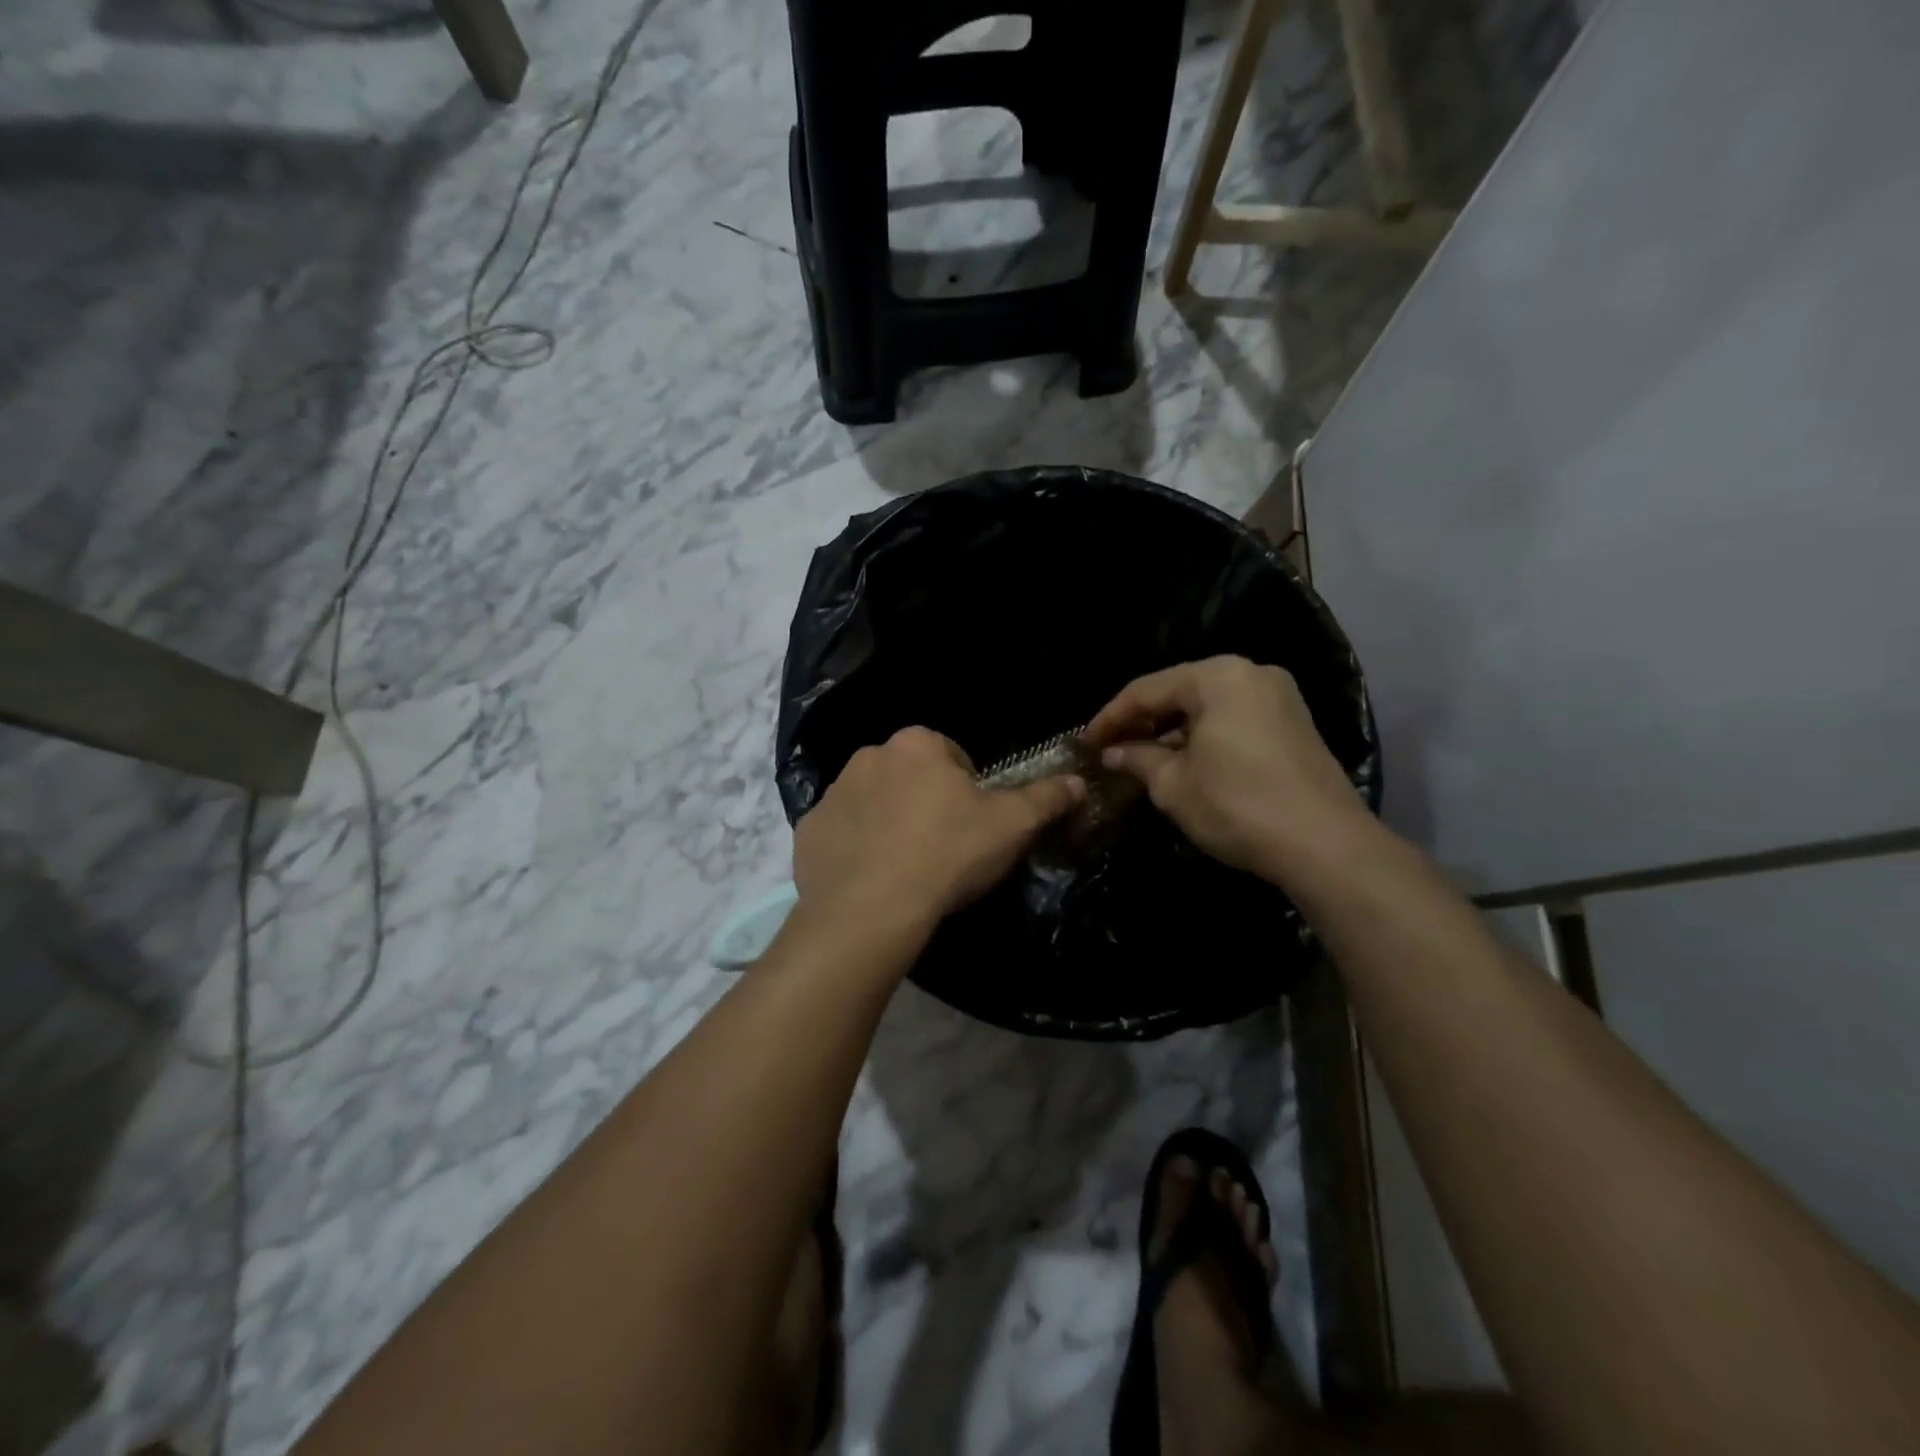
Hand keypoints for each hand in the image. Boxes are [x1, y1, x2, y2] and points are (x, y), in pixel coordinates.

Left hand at [793, 726, 1085, 934]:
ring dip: (889, 822)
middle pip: (910, 776)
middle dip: (926, 802)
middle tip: (943, 848)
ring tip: (906, 867)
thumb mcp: (1012, 826)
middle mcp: (868, 756)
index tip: (973, 826)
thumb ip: (1047, 797)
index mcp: (916, 744)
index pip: (952, 756)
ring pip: (873, 802)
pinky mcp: (809, 831)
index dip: (968, 790)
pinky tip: (872, 879)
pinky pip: (841, 833)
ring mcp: (832, 794)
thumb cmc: (948, 855)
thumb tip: (1078, 780)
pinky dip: (856, 848)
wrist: (871, 910)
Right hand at [1085, 656, 1370, 883]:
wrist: (1325, 845)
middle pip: (1180, 691)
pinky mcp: (1294, 723)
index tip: (1085, 743)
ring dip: (1173, 731)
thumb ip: (1137, 759)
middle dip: (1143, 722)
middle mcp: (1251, 673)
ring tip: (1142, 759)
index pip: (1146, 690)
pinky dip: (1204, 737)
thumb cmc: (1237, 806)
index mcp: (1218, 676)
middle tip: (1111, 749)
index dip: (1110, 718)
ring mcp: (1279, 697)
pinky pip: (1234, 719)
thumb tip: (1112, 753)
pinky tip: (1184, 762)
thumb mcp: (1173, 785)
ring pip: (1208, 706)